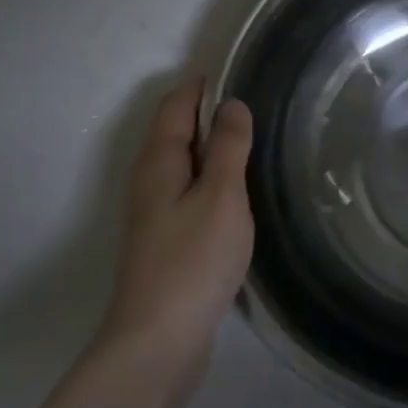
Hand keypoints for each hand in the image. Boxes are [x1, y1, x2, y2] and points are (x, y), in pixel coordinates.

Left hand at [95, 77, 254, 393]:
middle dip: (208, 112)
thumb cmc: (193, 260)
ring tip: (255, 139)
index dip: (201, 85)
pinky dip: (214, 178)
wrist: (160, 339)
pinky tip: (240, 191)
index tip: (235, 68)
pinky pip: (192, 191)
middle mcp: (151, 181)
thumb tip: (232, 104)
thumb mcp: (221, 196)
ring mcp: (157, 214)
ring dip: (214, 147)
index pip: (176, 106)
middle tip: (256, 102)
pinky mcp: (169, 240)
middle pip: (176, 132)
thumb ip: (229, 148)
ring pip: (185, 164)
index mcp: (158, 163)